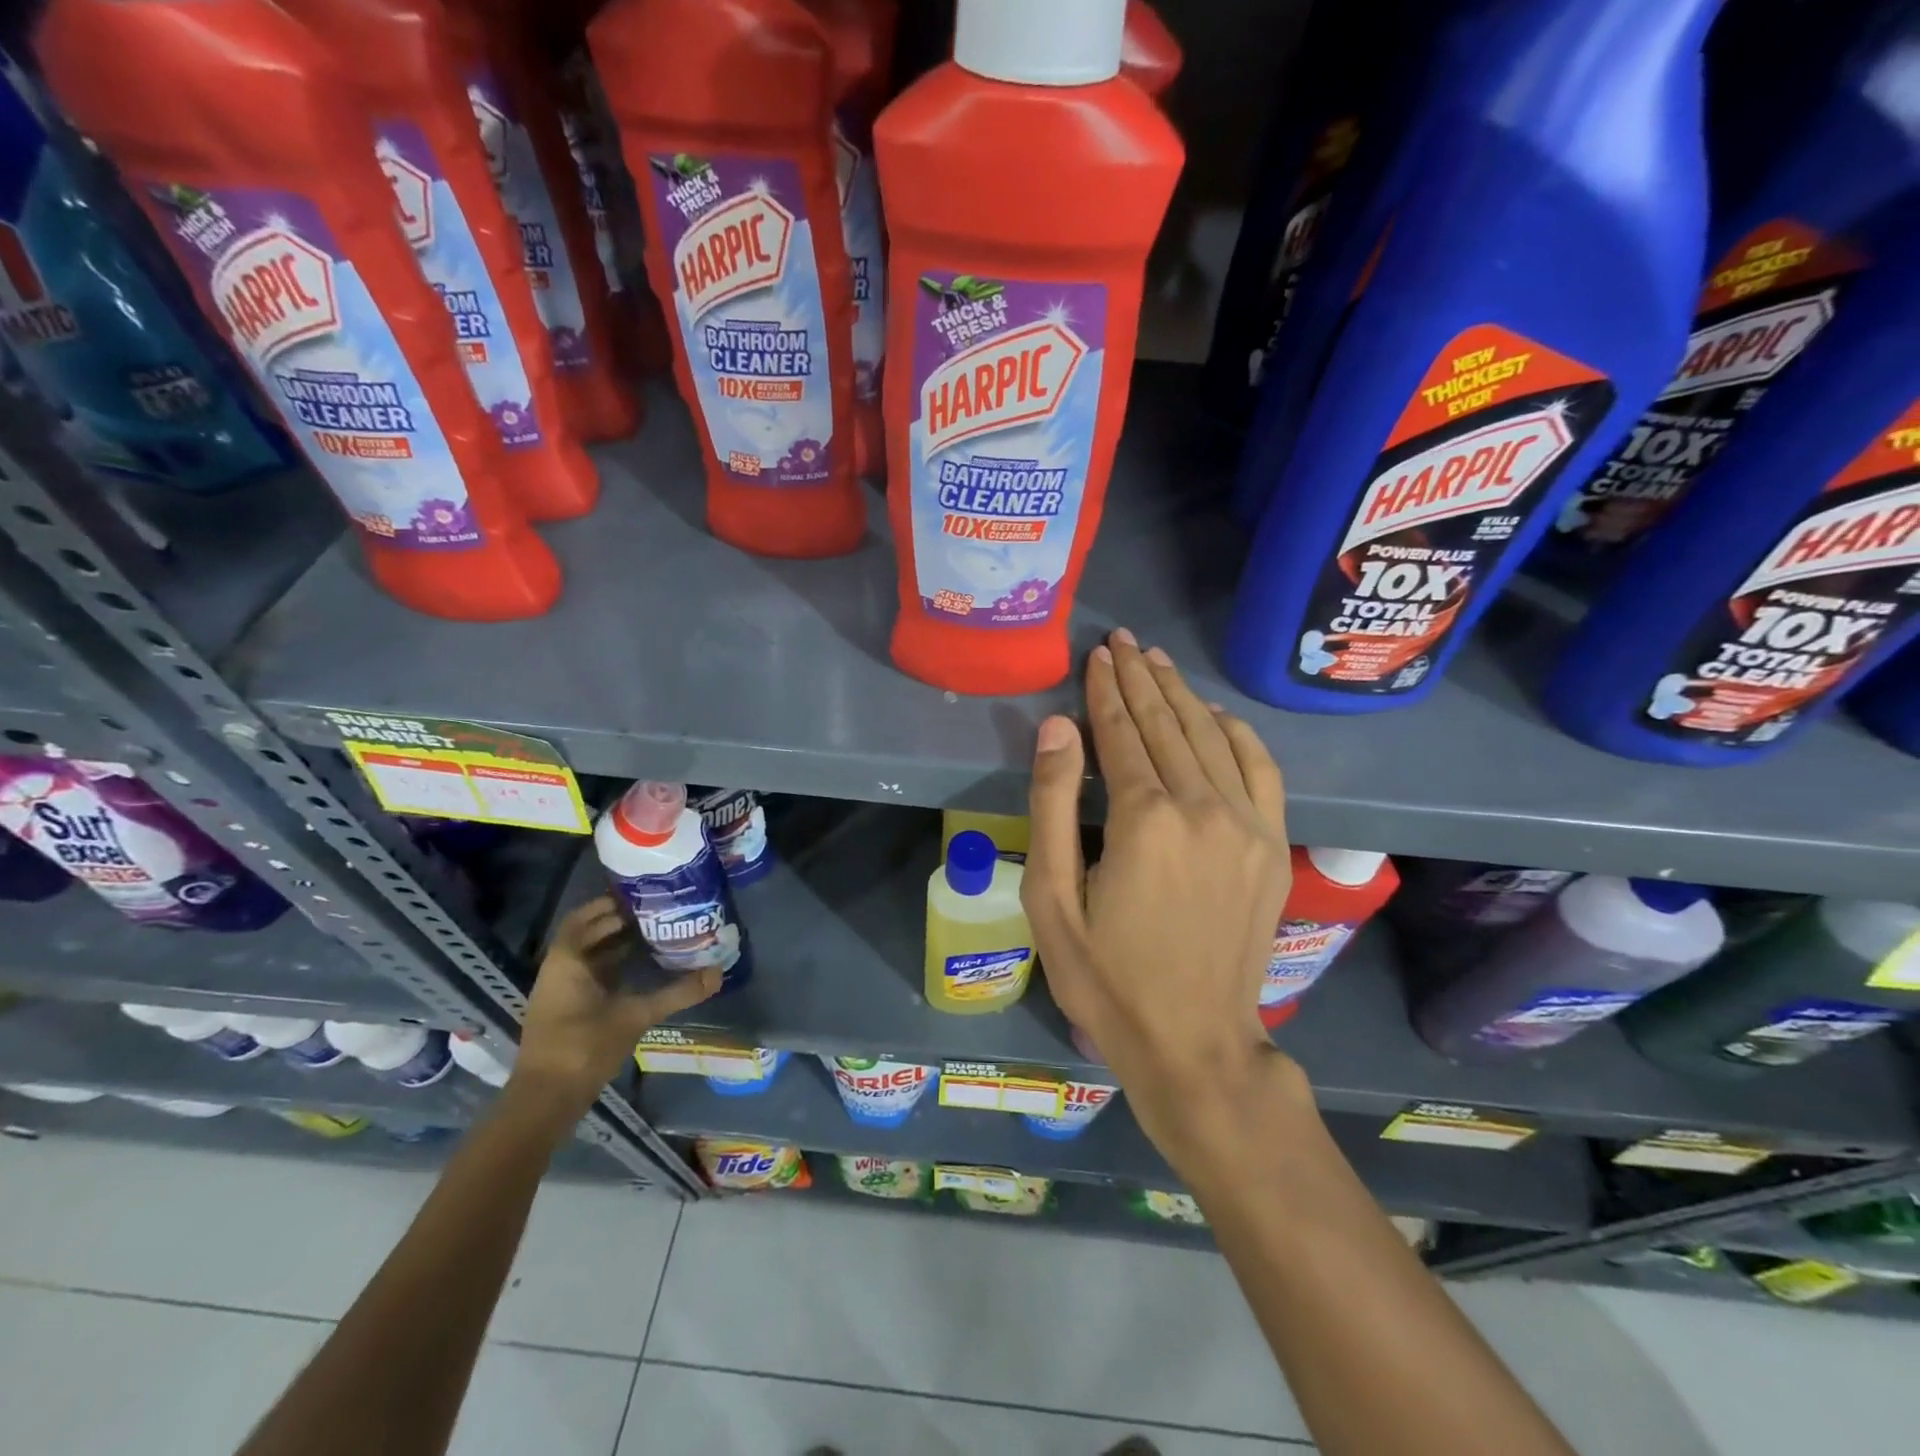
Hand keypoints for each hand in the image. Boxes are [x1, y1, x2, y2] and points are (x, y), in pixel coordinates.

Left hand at [510, 896, 721, 1122]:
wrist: (546, 1100)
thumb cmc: (584, 1046)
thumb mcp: (635, 1016)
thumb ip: (677, 993)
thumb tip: (717, 973)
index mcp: (567, 961)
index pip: (583, 918)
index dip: (608, 904)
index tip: (640, 896)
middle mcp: (559, 971)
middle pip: (587, 936)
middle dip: (618, 923)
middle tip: (656, 914)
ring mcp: (560, 993)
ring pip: (588, 958)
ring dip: (615, 946)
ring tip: (654, 937)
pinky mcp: (566, 1013)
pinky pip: (589, 977)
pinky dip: (612, 968)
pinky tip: (640, 972)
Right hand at [1024, 629, 1309, 1171]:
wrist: (1194, 1042)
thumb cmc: (1106, 978)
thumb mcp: (1052, 899)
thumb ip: (1052, 805)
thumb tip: (1058, 727)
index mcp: (1145, 820)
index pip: (1121, 734)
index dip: (1105, 692)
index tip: (1095, 656)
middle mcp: (1203, 808)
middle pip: (1166, 725)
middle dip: (1139, 679)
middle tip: (1122, 642)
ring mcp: (1247, 824)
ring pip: (1210, 738)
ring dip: (1180, 695)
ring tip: (1155, 662)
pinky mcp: (1272, 845)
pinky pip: (1260, 768)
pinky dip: (1236, 733)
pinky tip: (1215, 713)